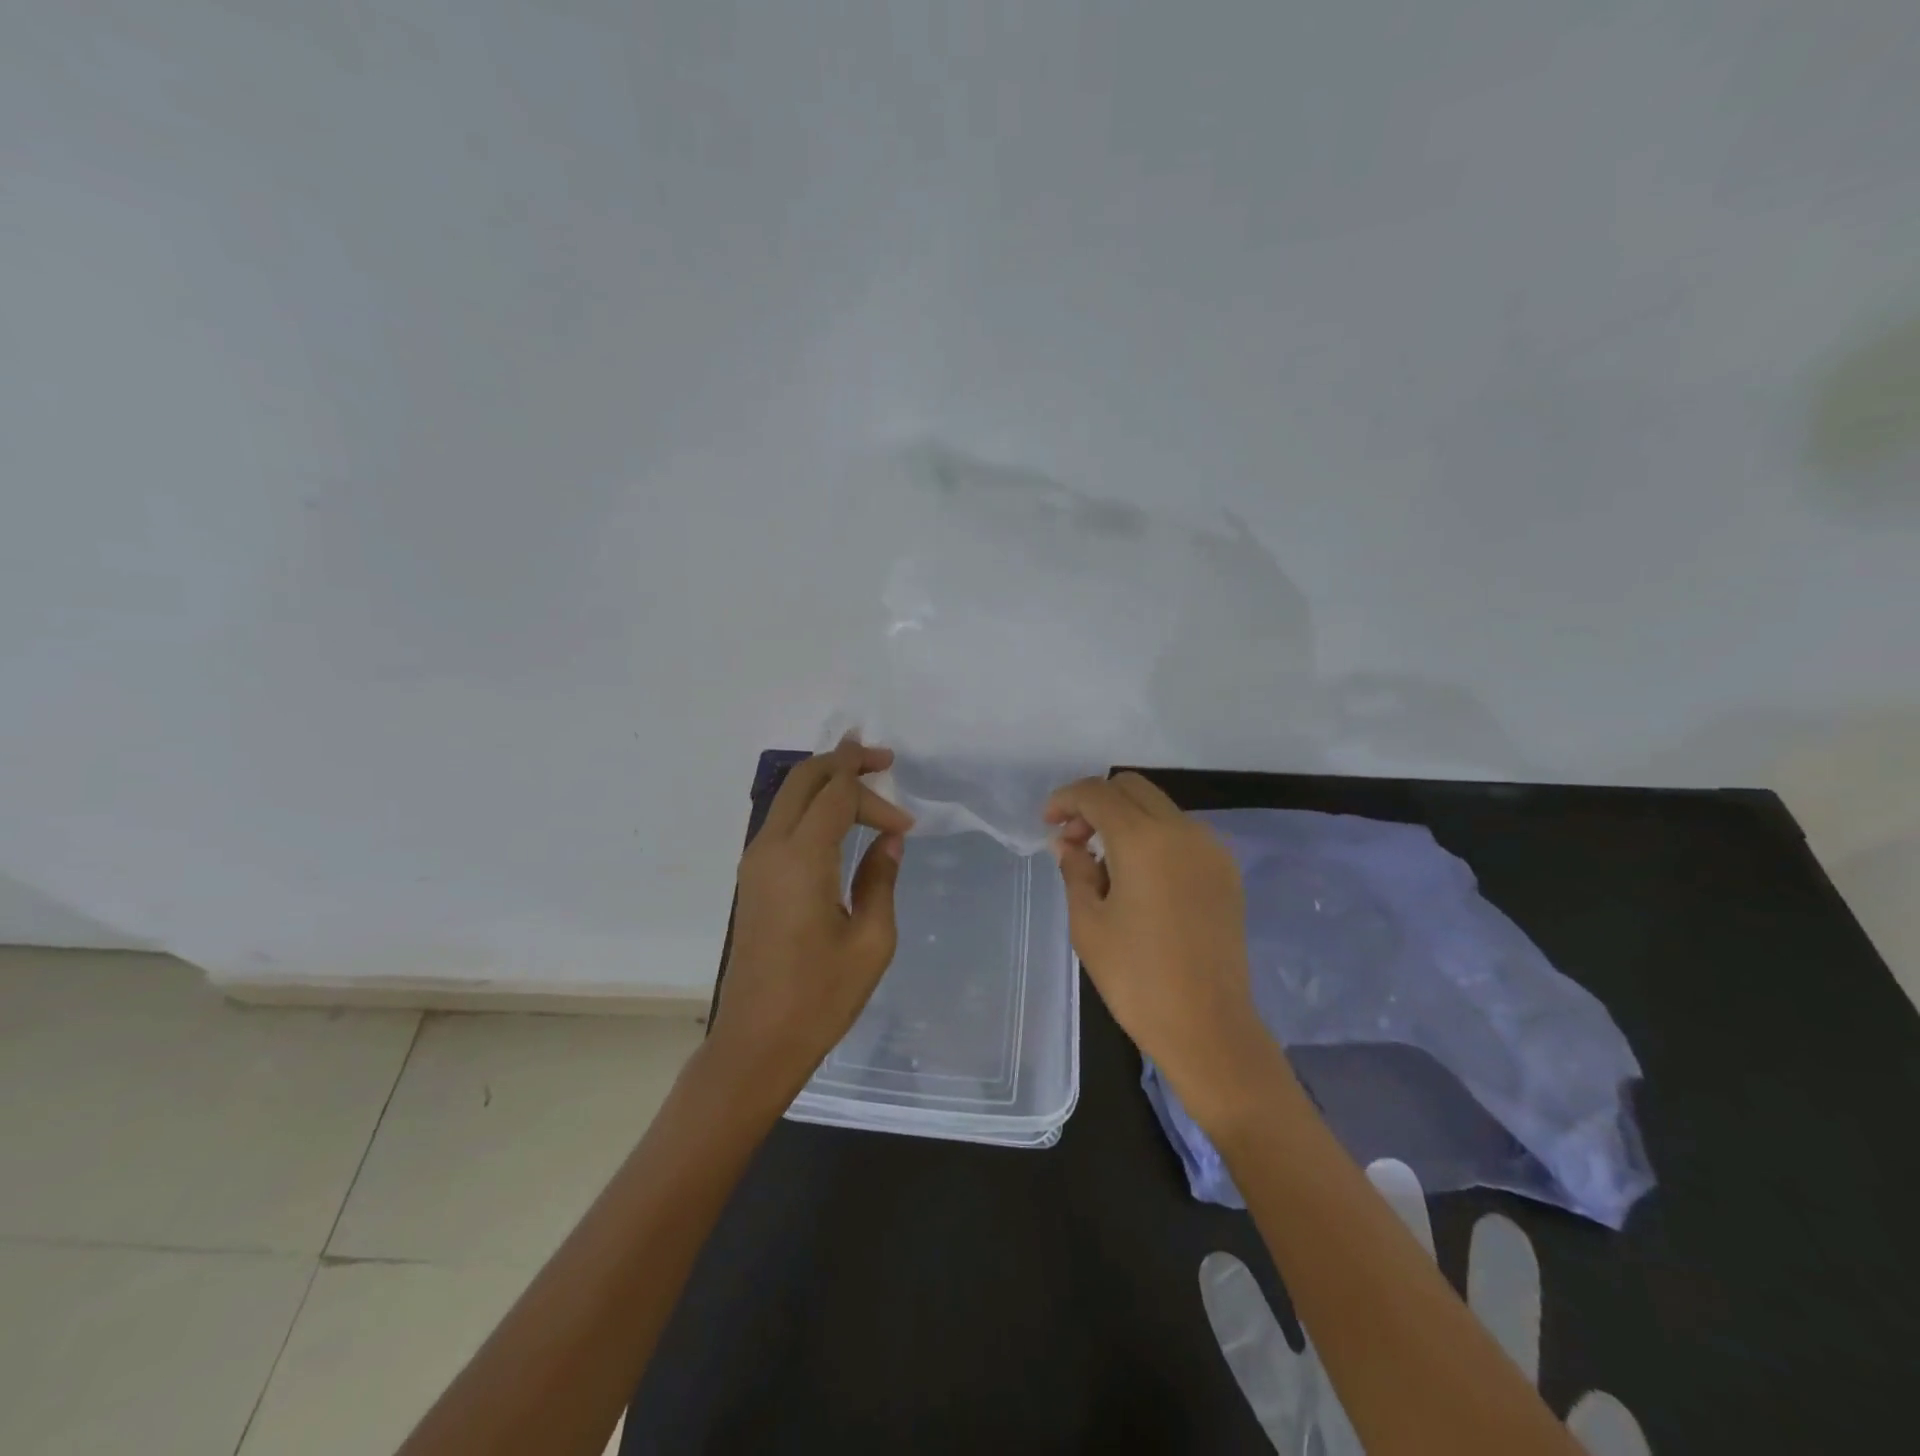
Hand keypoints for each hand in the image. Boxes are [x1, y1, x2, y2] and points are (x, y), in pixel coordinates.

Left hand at [709, 738, 913, 1105]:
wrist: (756, 1043)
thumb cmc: (820, 997)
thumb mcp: (871, 940)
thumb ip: (881, 878)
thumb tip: (889, 840)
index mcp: (802, 859)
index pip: (838, 795)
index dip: (874, 793)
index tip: (906, 821)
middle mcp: (770, 848)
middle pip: (804, 779)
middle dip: (843, 761)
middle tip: (883, 760)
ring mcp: (754, 862)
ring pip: (788, 796)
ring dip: (825, 783)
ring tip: (866, 786)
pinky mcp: (752, 879)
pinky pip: (781, 821)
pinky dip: (810, 807)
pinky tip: (839, 822)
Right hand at [1044, 772, 1290, 1127]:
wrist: (1209, 1027)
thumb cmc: (1137, 978)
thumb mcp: (1088, 923)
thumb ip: (1075, 869)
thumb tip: (1068, 842)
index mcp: (1145, 840)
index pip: (1098, 793)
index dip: (1066, 799)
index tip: (1047, 822)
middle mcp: (1183, 831)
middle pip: (1132, 788)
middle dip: (1096, 803)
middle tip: (1074, 839)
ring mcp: (1211, 849)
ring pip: (1159, 807)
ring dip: (1125, 818)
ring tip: (1103, 862)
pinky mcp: (1226, 871)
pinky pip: (1181, 833)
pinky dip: (1153, 836)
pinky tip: (1138, 876)